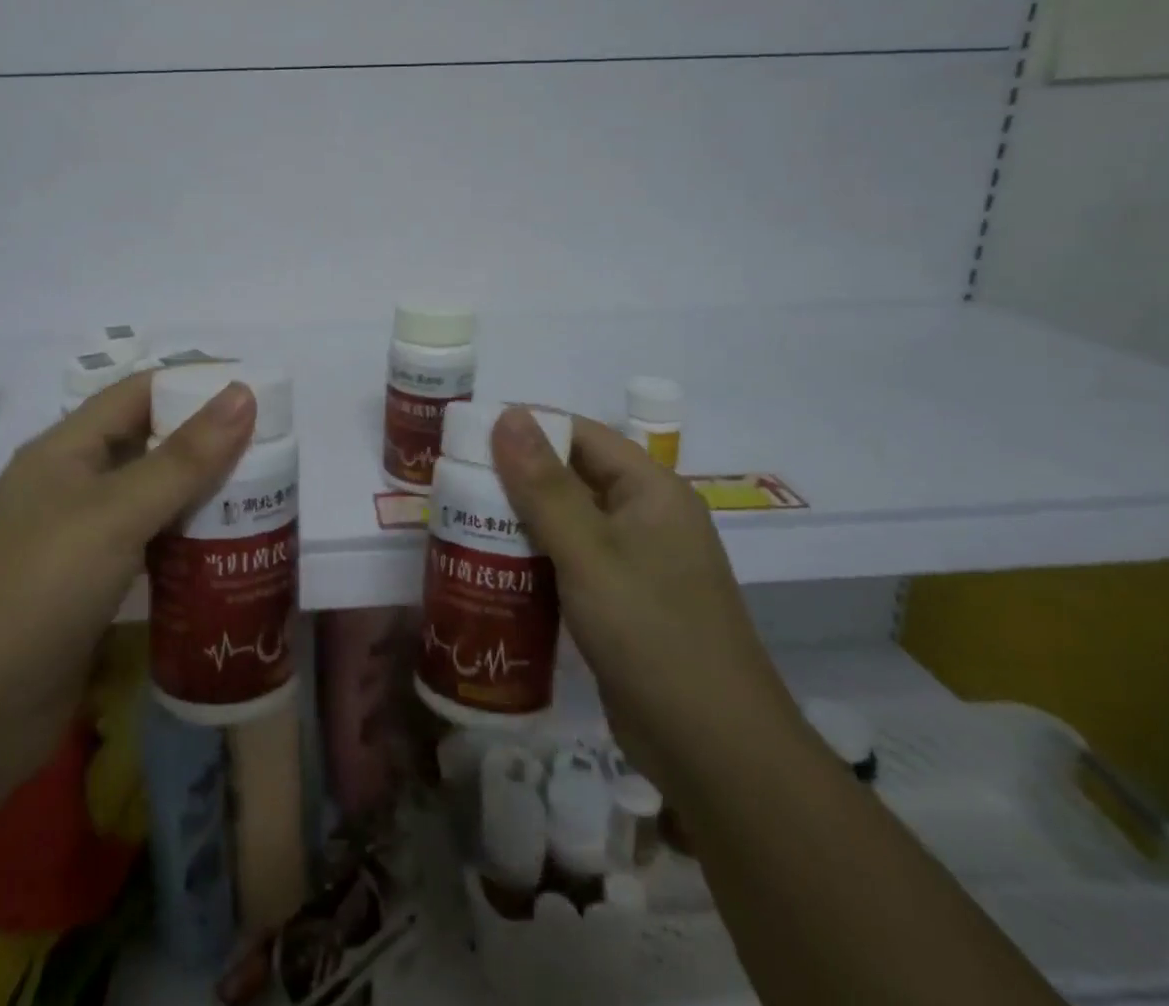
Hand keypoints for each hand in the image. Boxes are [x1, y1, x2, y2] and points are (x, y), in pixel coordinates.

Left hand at [0, 371, 255, 776]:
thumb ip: (183, 457)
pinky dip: (188, 550)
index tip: (258, 396)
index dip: (195, 385)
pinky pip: (150, 555)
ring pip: (154, 504)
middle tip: (276, 457)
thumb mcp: (114, 514)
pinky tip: (230, 560)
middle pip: (151, 448)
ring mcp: (80, 546)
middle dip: (210, 447)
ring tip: (268, 503)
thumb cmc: (34, 591)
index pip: (139, 393)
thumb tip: (243, 392)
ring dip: (204, 501)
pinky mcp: (91, 597)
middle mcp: (72, 488)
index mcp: (66, 450)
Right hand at [488, 408, 800, 789]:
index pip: (581, 435)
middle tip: (453, 484)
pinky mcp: (622, 603)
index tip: (468, 438)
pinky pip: (570, 563)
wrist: (715, 754)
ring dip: (519, 521)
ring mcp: (636, 564)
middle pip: (571, 478)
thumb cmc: (651, 635)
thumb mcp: (589, 553)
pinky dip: (534, 559)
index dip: (526, 429)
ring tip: (459, 521)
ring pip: (567, 523)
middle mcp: (646, 518)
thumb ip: (544, 485)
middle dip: (514, 478)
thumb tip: (508, 414)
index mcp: (651, 491)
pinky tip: (492, 569)